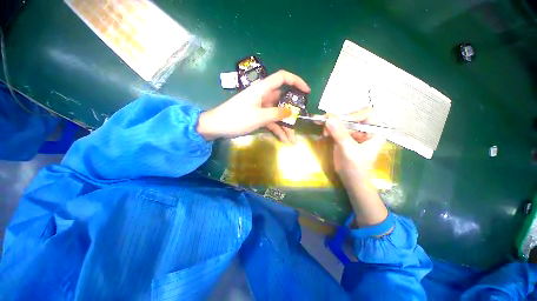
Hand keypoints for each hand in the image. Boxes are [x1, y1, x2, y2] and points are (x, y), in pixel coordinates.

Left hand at [197, 70, 309, 142]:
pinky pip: (271, 121)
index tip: (307, 92)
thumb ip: (276, 113)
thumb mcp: (259, 117)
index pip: (282, 78)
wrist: (217, 126)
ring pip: (277, 114)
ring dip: (285, 126)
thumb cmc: (236, 118)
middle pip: (282, 101)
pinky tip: (284, 140)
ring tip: (292, 140)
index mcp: (262, 89)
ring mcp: (261, 107)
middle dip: (291, 114)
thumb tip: (291, 112)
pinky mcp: (258, 116)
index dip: (296, 82)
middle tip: (299, 124)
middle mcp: (263, 96)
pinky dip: (277, 130)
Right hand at [323, 109, 382, 182]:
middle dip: (338, 121)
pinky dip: (329, 130)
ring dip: (331, 125)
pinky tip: (323, 134)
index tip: (340, 122)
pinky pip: (336, 130)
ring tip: (324, 132)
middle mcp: (364, 130)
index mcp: (373, 131)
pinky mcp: (343, 139)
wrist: (351, 179)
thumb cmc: (356, 166)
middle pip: (351, 118)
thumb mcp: (348, 149)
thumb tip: (328, 118)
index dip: (353, 116)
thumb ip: (339, 133)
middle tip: (326, 125)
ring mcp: (353, 134)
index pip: (366, 114)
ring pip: (342, 123)